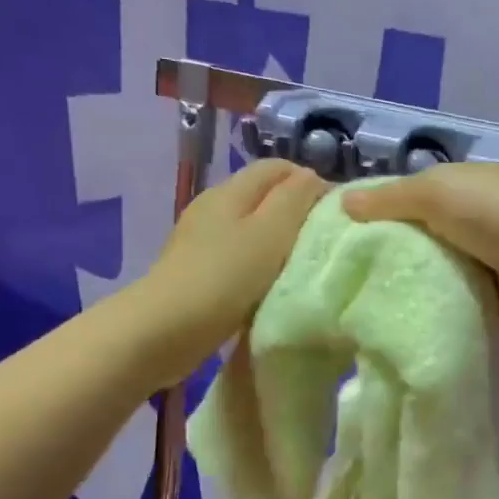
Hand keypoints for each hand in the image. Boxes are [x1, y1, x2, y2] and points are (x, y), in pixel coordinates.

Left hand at [139, 159, 327, 376]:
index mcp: (230, 191)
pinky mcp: (197, 270)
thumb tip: (310, 176)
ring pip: (251, 228)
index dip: (310, 182)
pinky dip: (259, 265)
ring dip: (278, 242)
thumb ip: (294, 199)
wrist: (164, 331)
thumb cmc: (224, 278)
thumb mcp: (270, 233)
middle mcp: (213, 207)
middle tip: (323, 243)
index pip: (278, 167)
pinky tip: (270, 287)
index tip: (335, 214)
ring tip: (301, 266)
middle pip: (264, 196)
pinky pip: (238, 256)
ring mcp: (201, 240)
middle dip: (296, 212)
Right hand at [343, 163, 498, 325]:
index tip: (331, 243)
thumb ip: (392, 199)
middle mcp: (467, 221)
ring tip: (361, 312)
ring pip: (432, 274)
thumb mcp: (439, 193)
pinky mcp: (493, 298)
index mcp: (456, 187)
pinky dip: (435, 311)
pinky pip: (454, 303)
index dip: (369, 215)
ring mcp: (482, 261)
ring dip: (409, 288)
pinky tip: (401, 327)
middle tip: (340, 286)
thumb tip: (344, 202)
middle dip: (384, 258)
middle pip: (415, 239)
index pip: (402, 198)